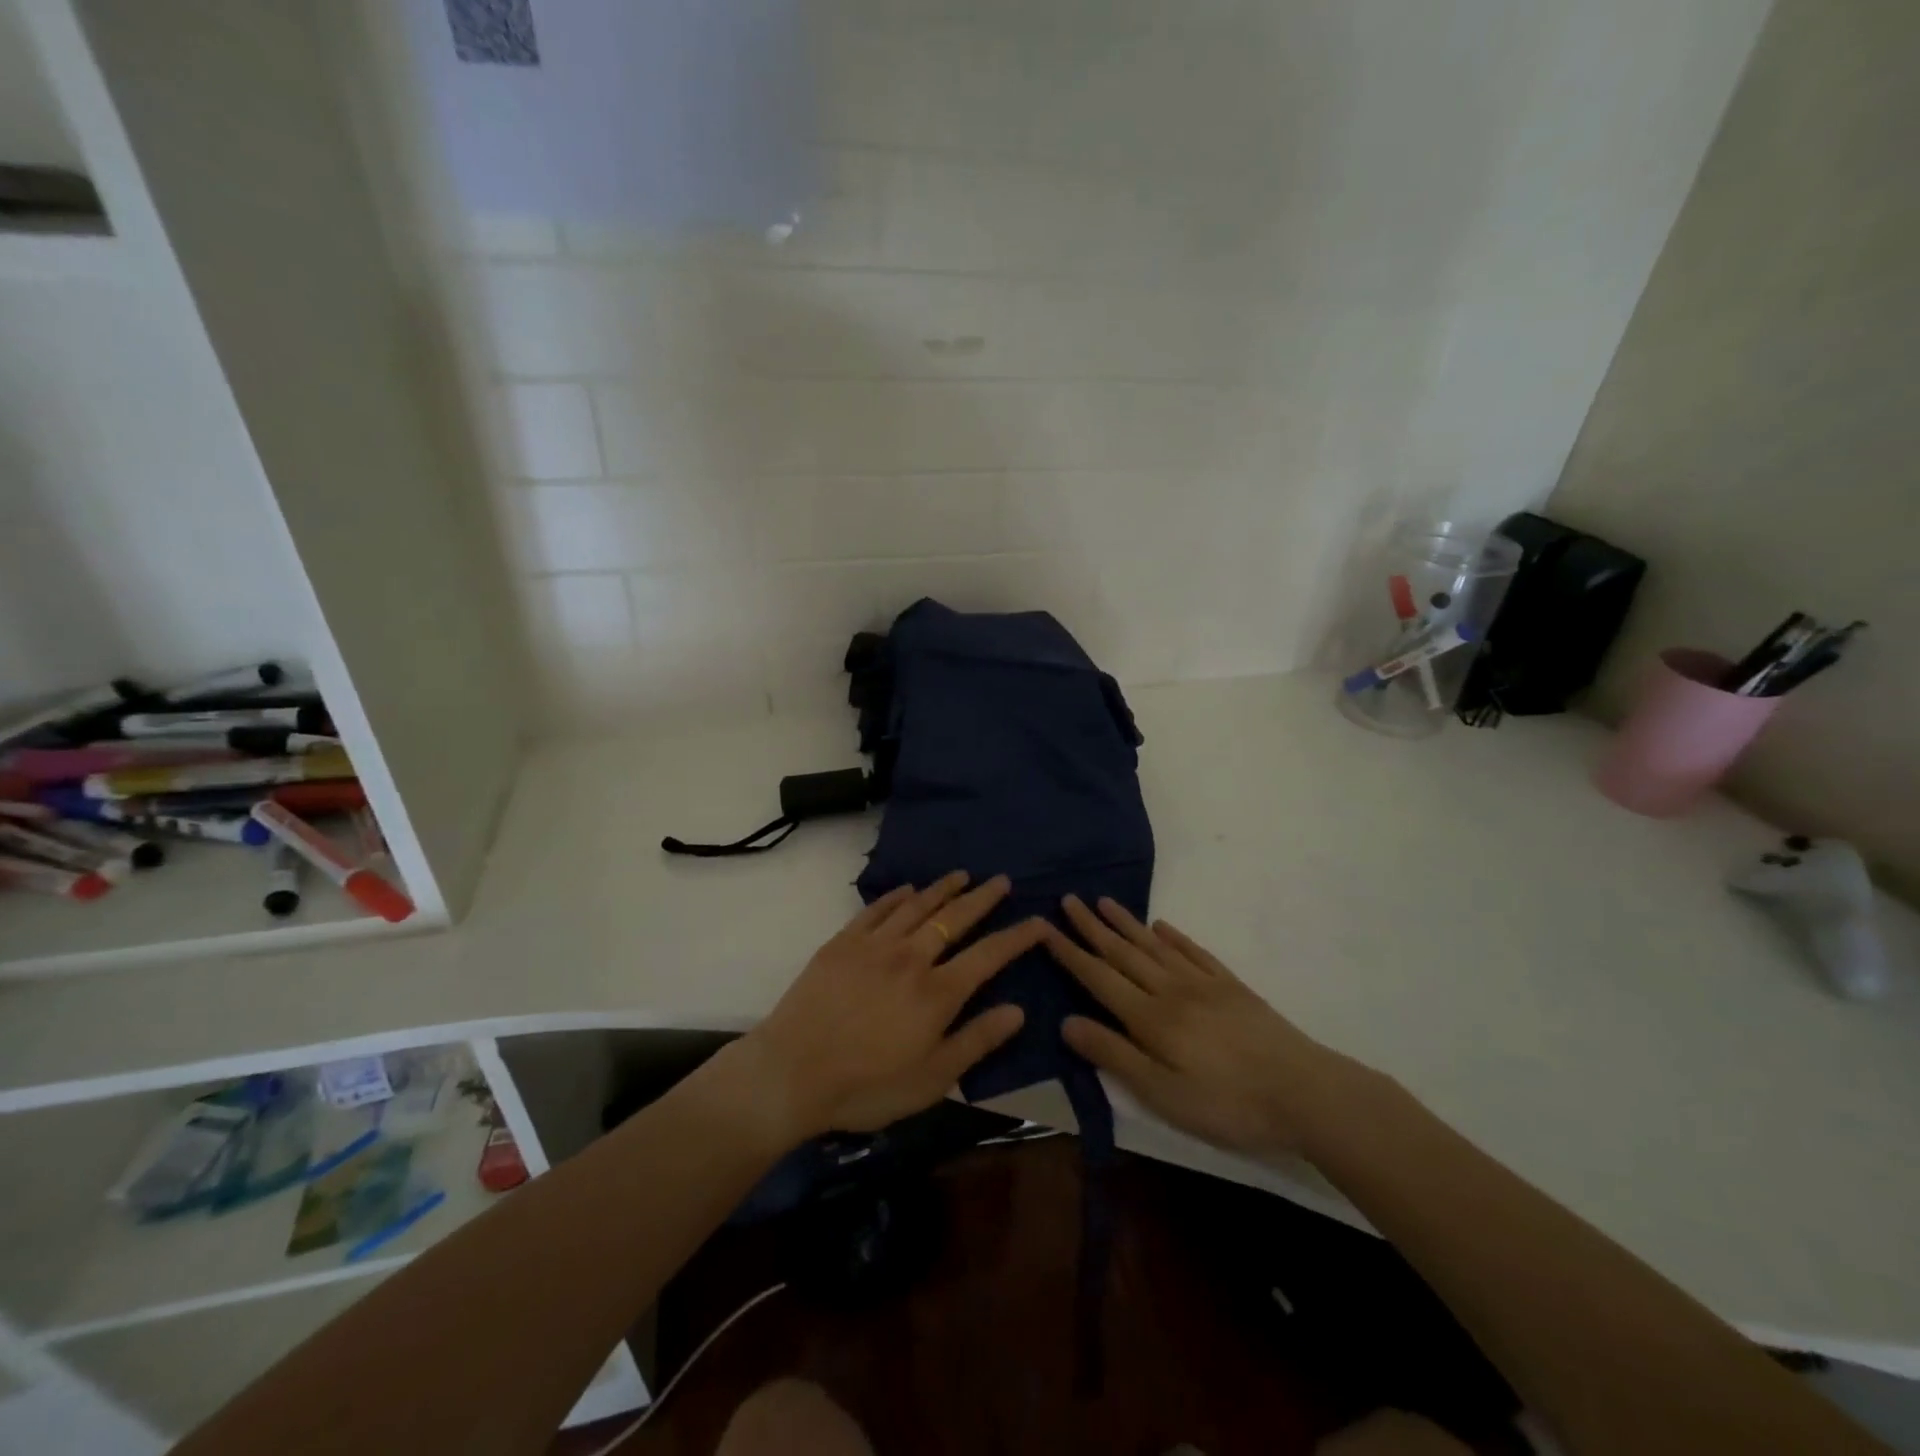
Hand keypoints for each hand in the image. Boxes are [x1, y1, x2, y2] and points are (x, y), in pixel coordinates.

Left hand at [735, 872, 1043, 1142]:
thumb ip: (977, 1041)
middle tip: (1002, 880)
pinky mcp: (843, 943)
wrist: (791, 1073)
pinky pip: (876, 910)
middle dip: (983, 898)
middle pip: (955, 918)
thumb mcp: (932, 1079)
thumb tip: (1018, 1011)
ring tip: (962, 874)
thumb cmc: (867, 1086)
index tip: (1039, 921)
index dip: (1018, 936)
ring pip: (917, 906)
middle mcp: (912, 957)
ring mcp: (875, 945)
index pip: (989, 955)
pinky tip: (907, 890)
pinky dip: (896, 897)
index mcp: (938, 992)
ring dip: (943, 889)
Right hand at [1042, 895, 1363, 1157]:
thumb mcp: (1162, 1094)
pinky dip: (1174, 937)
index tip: (1045, 927)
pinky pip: (1194, 952)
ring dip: (1126, 923)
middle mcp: (1171, 990)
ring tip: (1104, 902)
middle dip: (1092, 927)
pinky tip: (1162, 926)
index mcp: (1150, 1017)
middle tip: (1068, 899)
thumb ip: (1114, 1055)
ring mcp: (1204, 984)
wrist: (1305, 1092)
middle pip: (1123, 953)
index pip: (1099, 977)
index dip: (1070, 953)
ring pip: (1154, 946)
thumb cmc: (1228, 1103)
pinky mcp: (1231, 987)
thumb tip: (1066, 1022)